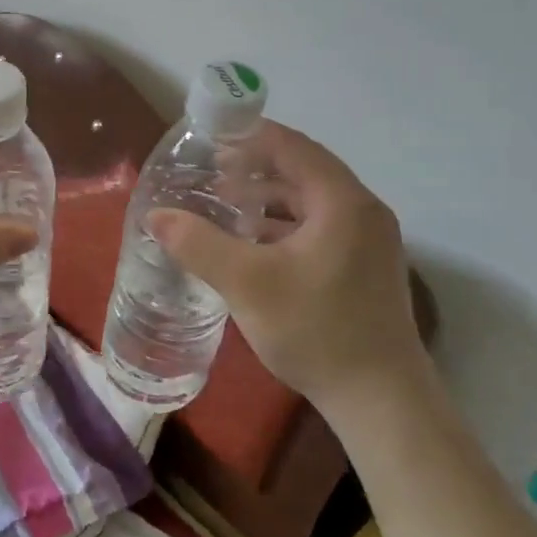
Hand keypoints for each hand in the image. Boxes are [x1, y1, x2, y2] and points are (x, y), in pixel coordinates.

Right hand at [146, 121, 429, 413]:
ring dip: (268, 198)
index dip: (250, 135)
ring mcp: (369, 241)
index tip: (211, 136)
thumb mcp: (247, 284)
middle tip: (210, 172)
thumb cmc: (316, 330)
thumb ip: (199, 244)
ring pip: (310, 202)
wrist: (381, 400)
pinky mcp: (364, 268)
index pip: (293, 146)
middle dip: (255, 168)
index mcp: (342, 202)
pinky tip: (253, 243)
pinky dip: (284, 225)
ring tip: (225, 204)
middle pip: (303, 171)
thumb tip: (156, 215)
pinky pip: (319, 227)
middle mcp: (362, 212)